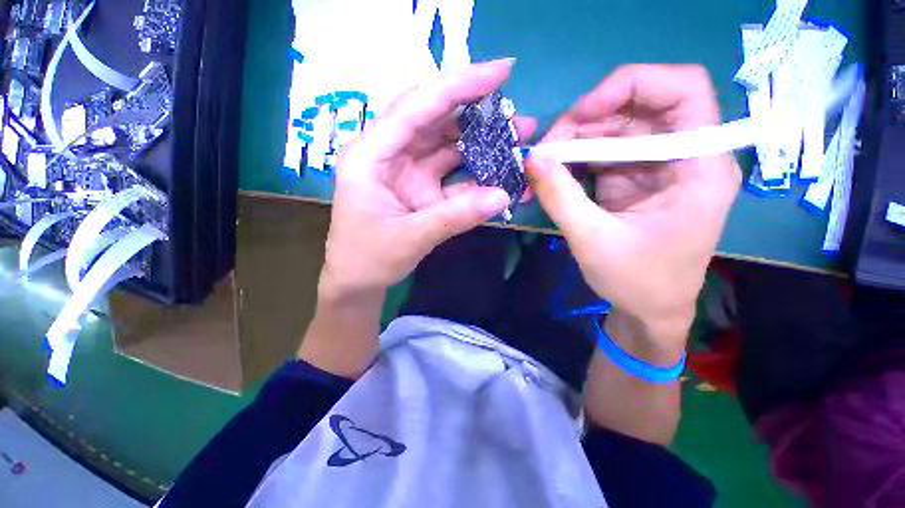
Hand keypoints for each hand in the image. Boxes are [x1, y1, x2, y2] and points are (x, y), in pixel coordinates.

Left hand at [320, 59, 537, 298]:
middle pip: (436, 122)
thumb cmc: (369, 258)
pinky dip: (477, 176)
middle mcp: (389, 155)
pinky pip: (452, 175)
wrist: (358, 282)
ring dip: (482, 146)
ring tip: (518, 144)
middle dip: (478, 117)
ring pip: (448, 148)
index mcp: (371, 155)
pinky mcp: (421, 189)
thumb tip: (503, 195)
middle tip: (519, 119)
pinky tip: (500, 177)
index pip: (417, 107)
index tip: (502, 71)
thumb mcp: (411, 237)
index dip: (459, 86)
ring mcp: (408, 172)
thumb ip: (455, 216)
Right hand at [527, 64, 740, 356]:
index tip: (584, 114)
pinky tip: (549, 177)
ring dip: (571, 144)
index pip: (683, 90)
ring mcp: (653, 167)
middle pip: (635, 109)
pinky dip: (571, 162)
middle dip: (584, 123)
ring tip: (539, 167)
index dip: (632, 86)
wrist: (648, 311)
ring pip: (611, 131)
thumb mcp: (594, 240)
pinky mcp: (630, 180)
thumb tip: (532, 157)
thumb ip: (561, 196)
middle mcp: (681, 157)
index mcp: (698, 167)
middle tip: (544, 151)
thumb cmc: (637, 282)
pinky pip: (599, 155)